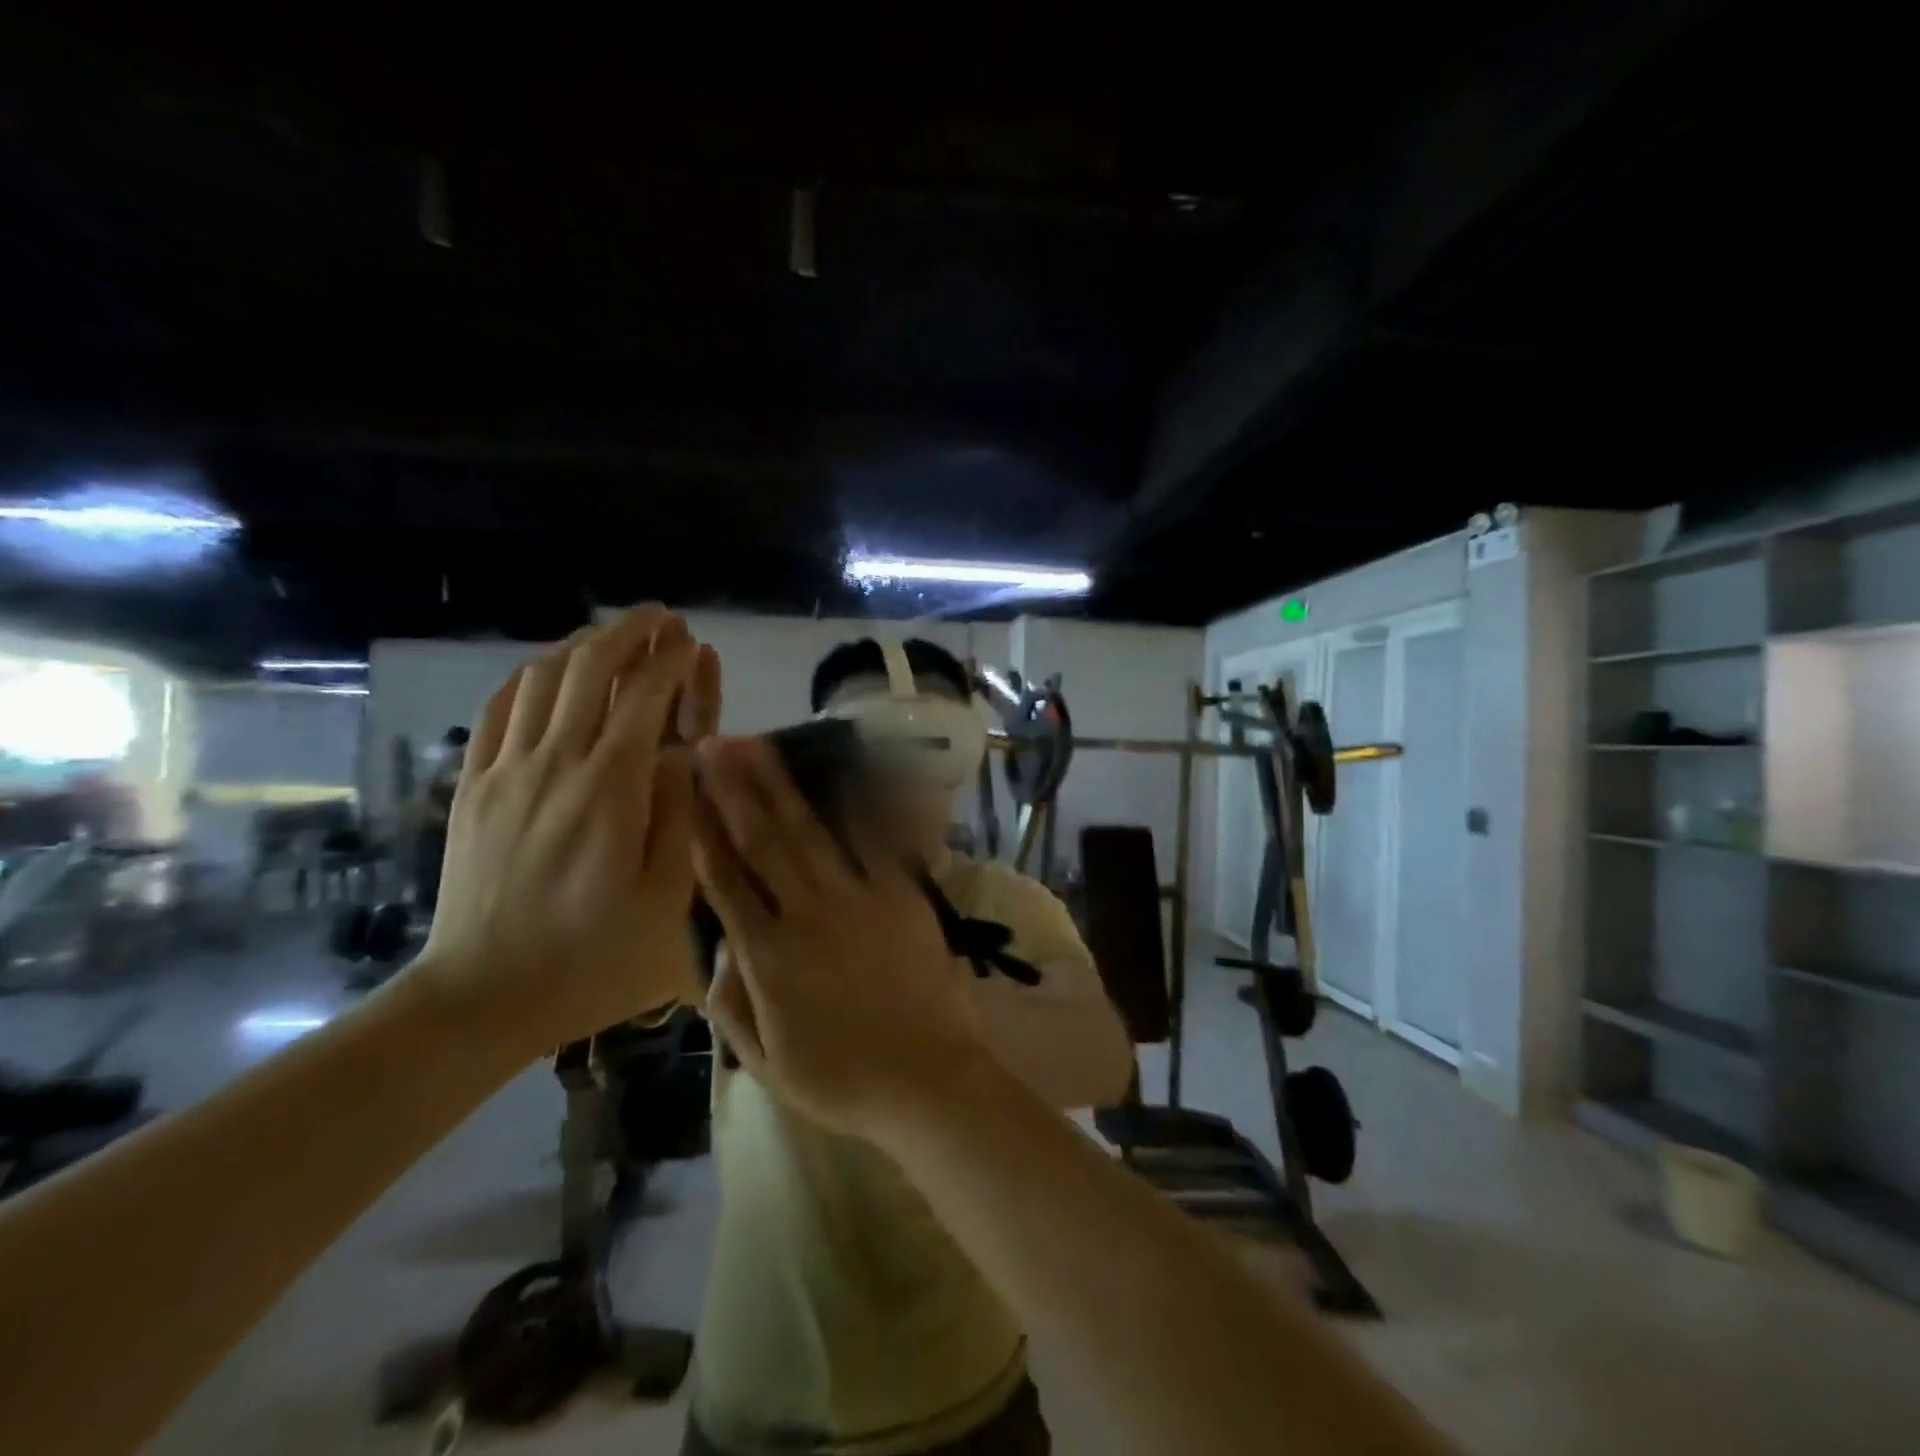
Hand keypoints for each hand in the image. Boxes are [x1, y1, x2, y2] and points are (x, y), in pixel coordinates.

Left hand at [407, 607, 720, 1061]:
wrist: (483, 996)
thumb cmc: (593, 956)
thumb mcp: (667, 898)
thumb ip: (681, 814)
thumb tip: (687, 751)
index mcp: (610, 788)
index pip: (645, 695)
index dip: (671, 657)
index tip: (692, 638)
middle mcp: (555, 763)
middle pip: (589, 669)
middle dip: (629, 632)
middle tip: (660, 617)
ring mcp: (505, 771)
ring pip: (540, 678)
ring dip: (581, 645)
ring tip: (613, 637)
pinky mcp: (472, 788)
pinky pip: (497, 710)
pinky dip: (528, 677)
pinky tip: (547, 674)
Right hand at [692, 736, 988, 1140]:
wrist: (928, 1079)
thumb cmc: (843, 1079)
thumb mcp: (766, 1063)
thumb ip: (731, 1004)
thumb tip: (718, 947)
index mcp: (768, 957)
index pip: (725, 882)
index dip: (703, 832)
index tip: (687, 791)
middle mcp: (807, 914)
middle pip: (763, 841)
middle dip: (734, 789)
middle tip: (713, 744)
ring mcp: (858, 898)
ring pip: (810, 832)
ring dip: (779, 785)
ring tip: (758, 746)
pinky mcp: (900, 893)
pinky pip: (874, 840)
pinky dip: (856, 804)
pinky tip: (839, 771)